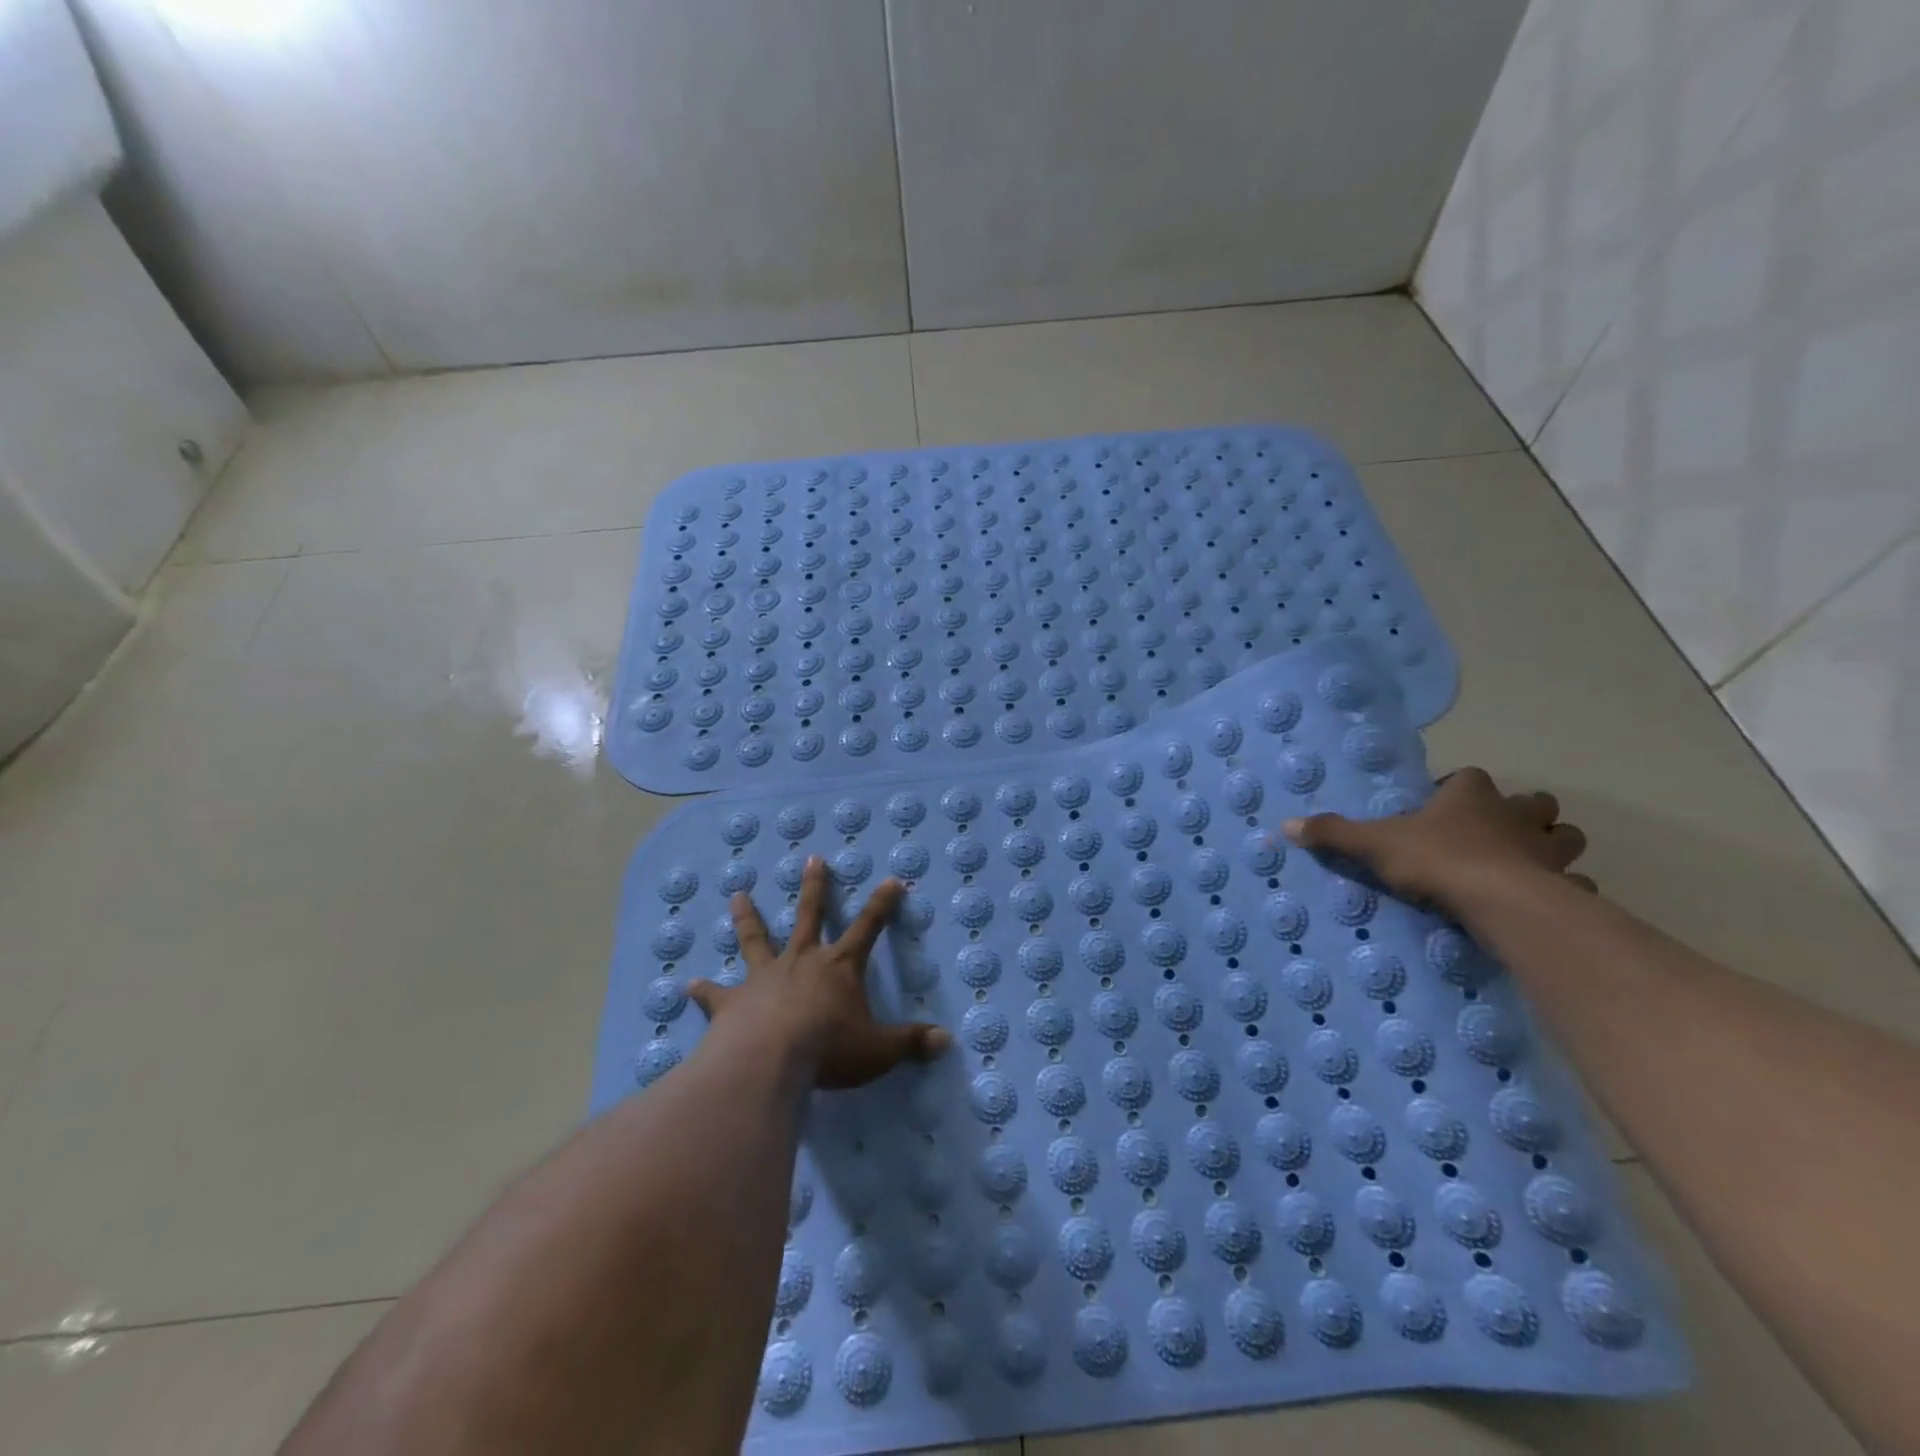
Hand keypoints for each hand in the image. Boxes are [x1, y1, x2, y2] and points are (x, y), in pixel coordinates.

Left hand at [689, 856, 951, 1089]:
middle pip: (809, 915)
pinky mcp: (733, 1001)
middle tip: (812, 858)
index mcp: (839, 966)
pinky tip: (689, 986)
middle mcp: (802, 960)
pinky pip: (717, 993)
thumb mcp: (879, 1050)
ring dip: (748, 917)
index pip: (868, 927)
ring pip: (757, 939)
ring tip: (737, 895)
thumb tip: (947, 1040)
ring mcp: (764, 977)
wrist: (769, 1060)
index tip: (892, 880)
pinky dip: (705, 990)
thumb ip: (911, 1042)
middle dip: (815, 887)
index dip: (882, 904)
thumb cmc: (829, 1049)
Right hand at [1283, 766, 1594, 917]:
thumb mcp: (1372, 844)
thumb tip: (1285, 825)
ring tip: (1525, 863)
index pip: (1468, 778)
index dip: (1456, 790)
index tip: (1440, 809)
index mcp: (1470, 795)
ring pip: (1565, 837)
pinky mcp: (1565, 886)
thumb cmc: (1435, 859)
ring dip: (1551, 845)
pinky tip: (1546, 901)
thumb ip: (1333, 833)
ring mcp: (1547, 851)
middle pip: (1533, 802)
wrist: (1497, 901)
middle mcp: (1514, 814)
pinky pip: (1574, 884)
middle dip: (1521, 813)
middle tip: (1494, 833)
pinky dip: (1565, 889)